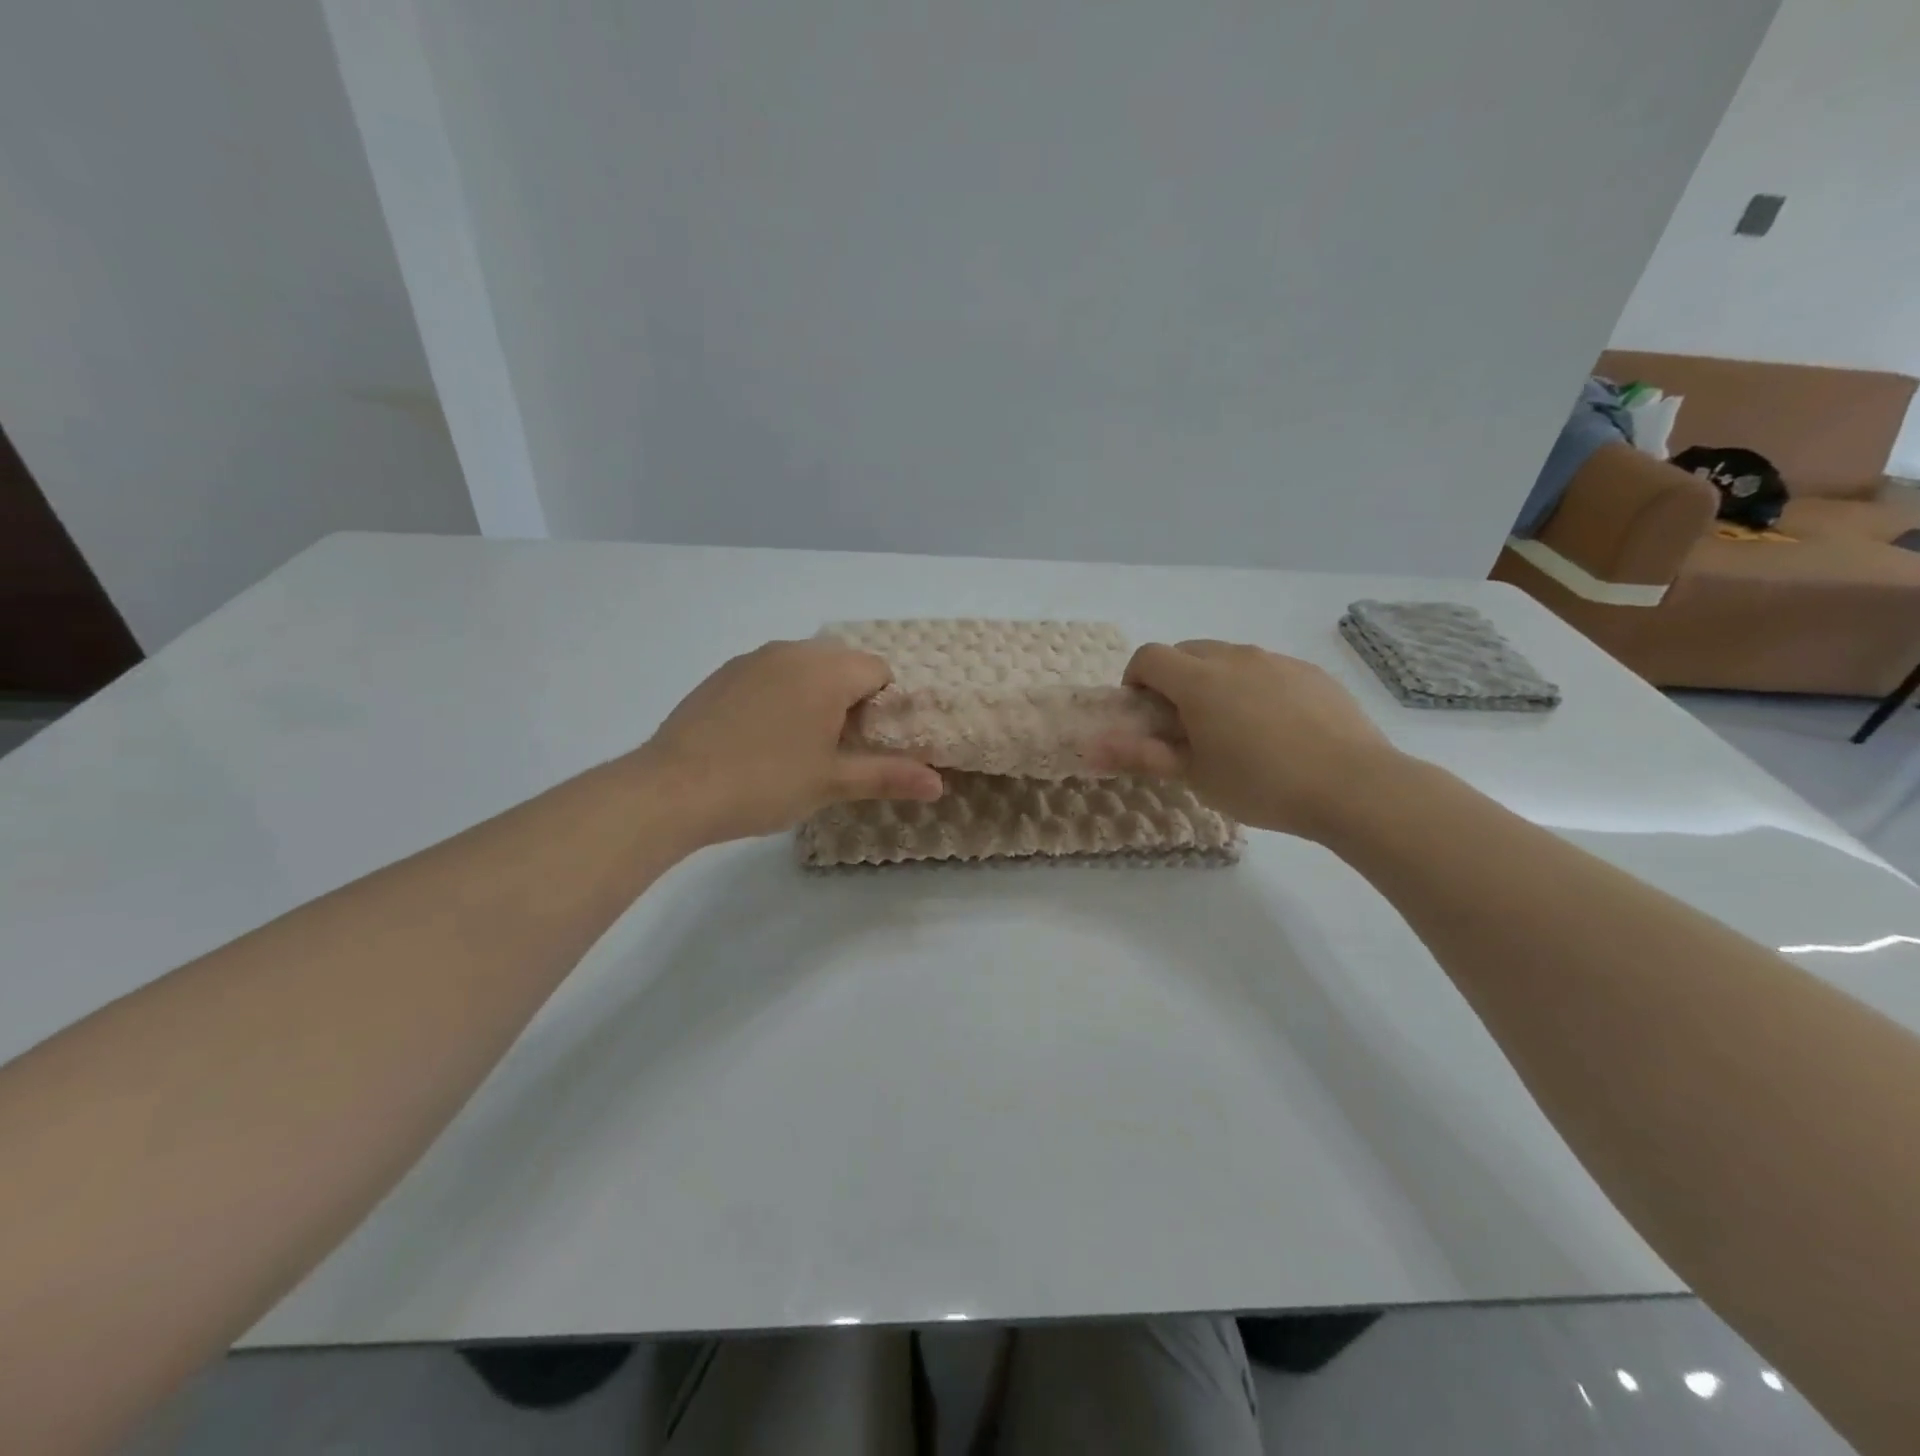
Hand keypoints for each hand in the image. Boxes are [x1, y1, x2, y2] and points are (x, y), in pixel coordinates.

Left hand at [637, 640, 943, 845]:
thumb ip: (888, 775)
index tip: (869, 744)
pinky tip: (761, 738)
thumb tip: (939, 783)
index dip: (884, 707)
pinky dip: (781, 696)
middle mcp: (791, 651)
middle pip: (843, 664)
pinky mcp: (722, 674)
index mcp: (826, 670)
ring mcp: (752, 659)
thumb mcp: (832, 782)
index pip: (878, 671)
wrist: (672, 789)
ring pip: (804, 668)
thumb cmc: (764, 782)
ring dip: (816, 696)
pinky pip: (770, 675)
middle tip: (839, 748)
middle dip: (851, 699)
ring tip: (800, 745)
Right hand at [1092, 640, 1399, 840]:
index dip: (1136, 680)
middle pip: (1187, 651)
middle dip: (1174, 679)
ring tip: (1232, 728)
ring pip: (1228, 657)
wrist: (1354, 785)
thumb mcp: (1196, 776)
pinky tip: (1275, 728)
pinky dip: (1253, 686)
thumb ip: (1142, 755)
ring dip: (1214, 681)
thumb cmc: (1261, 784)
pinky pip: (1266, 668)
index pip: (1149, 657)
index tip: (1145, 714)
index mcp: (1199, 680)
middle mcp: (1235, 657)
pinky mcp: (1310, 672)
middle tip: (1184, 724)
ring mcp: (1276, 661)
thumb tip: (1093, 748)